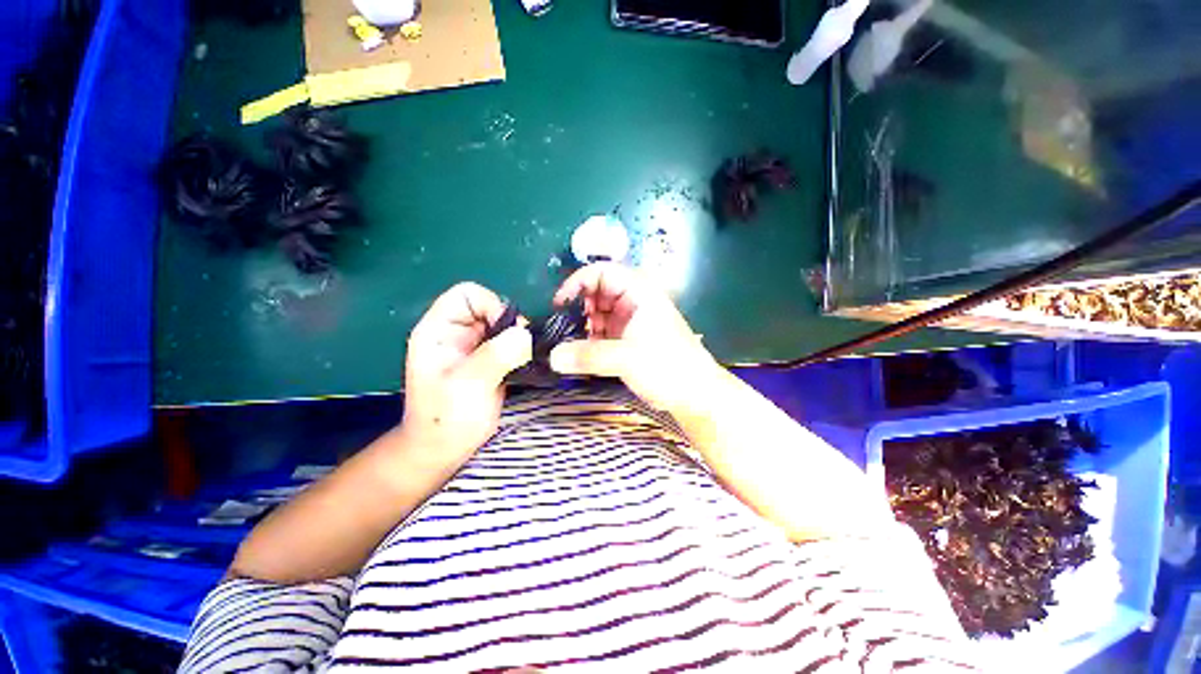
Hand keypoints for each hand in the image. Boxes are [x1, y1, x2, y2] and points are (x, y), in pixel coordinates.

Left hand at [401, 283, 531, 464]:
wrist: (444, 450)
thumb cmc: (445, 419)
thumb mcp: (468, 384)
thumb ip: (496, 355)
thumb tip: (526, 334)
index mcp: (439, 330)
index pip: (467, 295)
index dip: (490, 305)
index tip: (508, 332)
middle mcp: (457, 333)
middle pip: (490, 308)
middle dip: (509, 324)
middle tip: (522, 348)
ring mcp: (475, 347)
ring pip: (504, 326)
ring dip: (519, 339)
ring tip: (525, 358)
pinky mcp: (491, 361)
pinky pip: (511, 343)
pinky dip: (522, 350)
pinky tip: (527, 363)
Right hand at [548, 263, 722, 411]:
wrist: (695, 394)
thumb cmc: (668, 367)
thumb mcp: (627, 359)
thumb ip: (588, 356)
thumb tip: (551, 357)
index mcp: (638, 292)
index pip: (602, 272)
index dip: (578, 282)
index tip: (559, 304)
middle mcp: (633, 302)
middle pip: (597, 292)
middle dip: (578, 308)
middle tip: (564, 329)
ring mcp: (630, 321)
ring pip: (598, 314)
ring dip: (583, 326)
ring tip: (571, 345)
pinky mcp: (628, 339)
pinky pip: (603, 331)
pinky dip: (590, 339)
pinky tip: (583, 354)